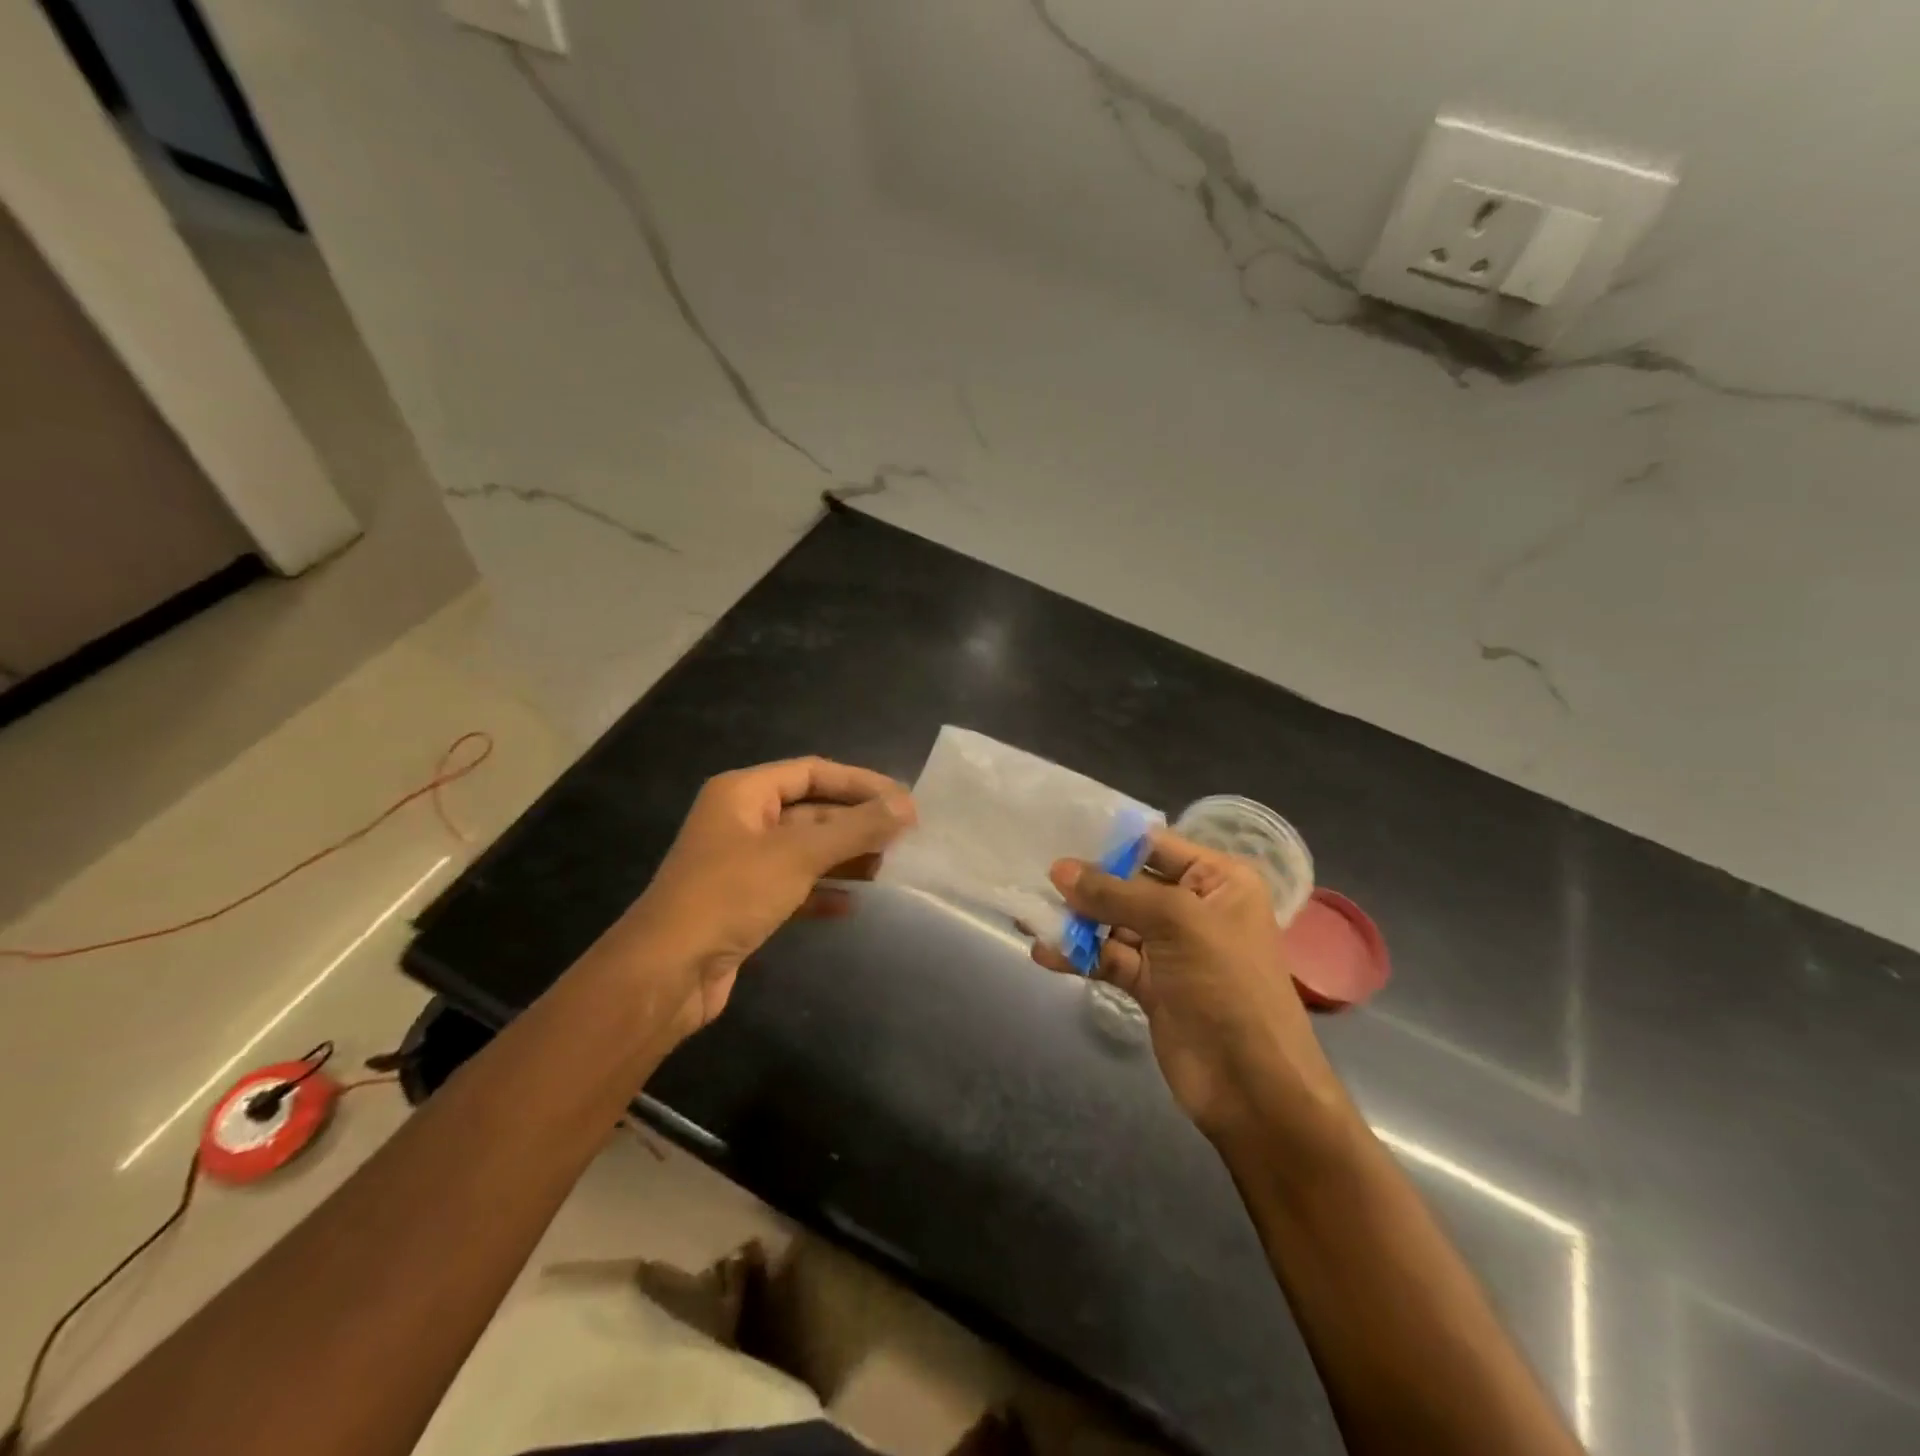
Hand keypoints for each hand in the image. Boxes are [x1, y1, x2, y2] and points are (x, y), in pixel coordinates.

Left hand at [611, 758, 914, 1043]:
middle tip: (904, 837)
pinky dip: (822, 892)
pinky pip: (793, 887)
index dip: (859, 782)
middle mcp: (741, 821)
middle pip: (811, 811)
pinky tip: (852, 905)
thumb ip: (856, 828)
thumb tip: (907, 805)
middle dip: (855, 823)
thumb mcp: (798, 854)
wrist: (667, 972)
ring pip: (804, 850)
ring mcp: (741, 864)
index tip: (903, 800)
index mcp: (743, 793)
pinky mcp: (744, 903)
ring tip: (888, 868)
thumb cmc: (730, 894)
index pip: (812, 772)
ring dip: (844, 857)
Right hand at [1030, 829, 1342, 1140]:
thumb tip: (1059, 869)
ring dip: (1075, 921)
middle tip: (1034, 877)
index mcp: (1217, 879)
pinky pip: (1108, 957)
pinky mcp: (1150, 983)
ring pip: (1113, 922)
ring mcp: (1170, 948)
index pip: (1155, 846)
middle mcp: (1194, 907)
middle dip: (1084, 883)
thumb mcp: (1176, 923)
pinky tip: (1045, 953)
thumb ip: (1115, 893)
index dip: (1109, 840)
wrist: (1252, 1087)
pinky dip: (1079, 954)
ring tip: (1029, 916)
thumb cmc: (1227, 985)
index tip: (1057, 832)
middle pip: (1128, 884)